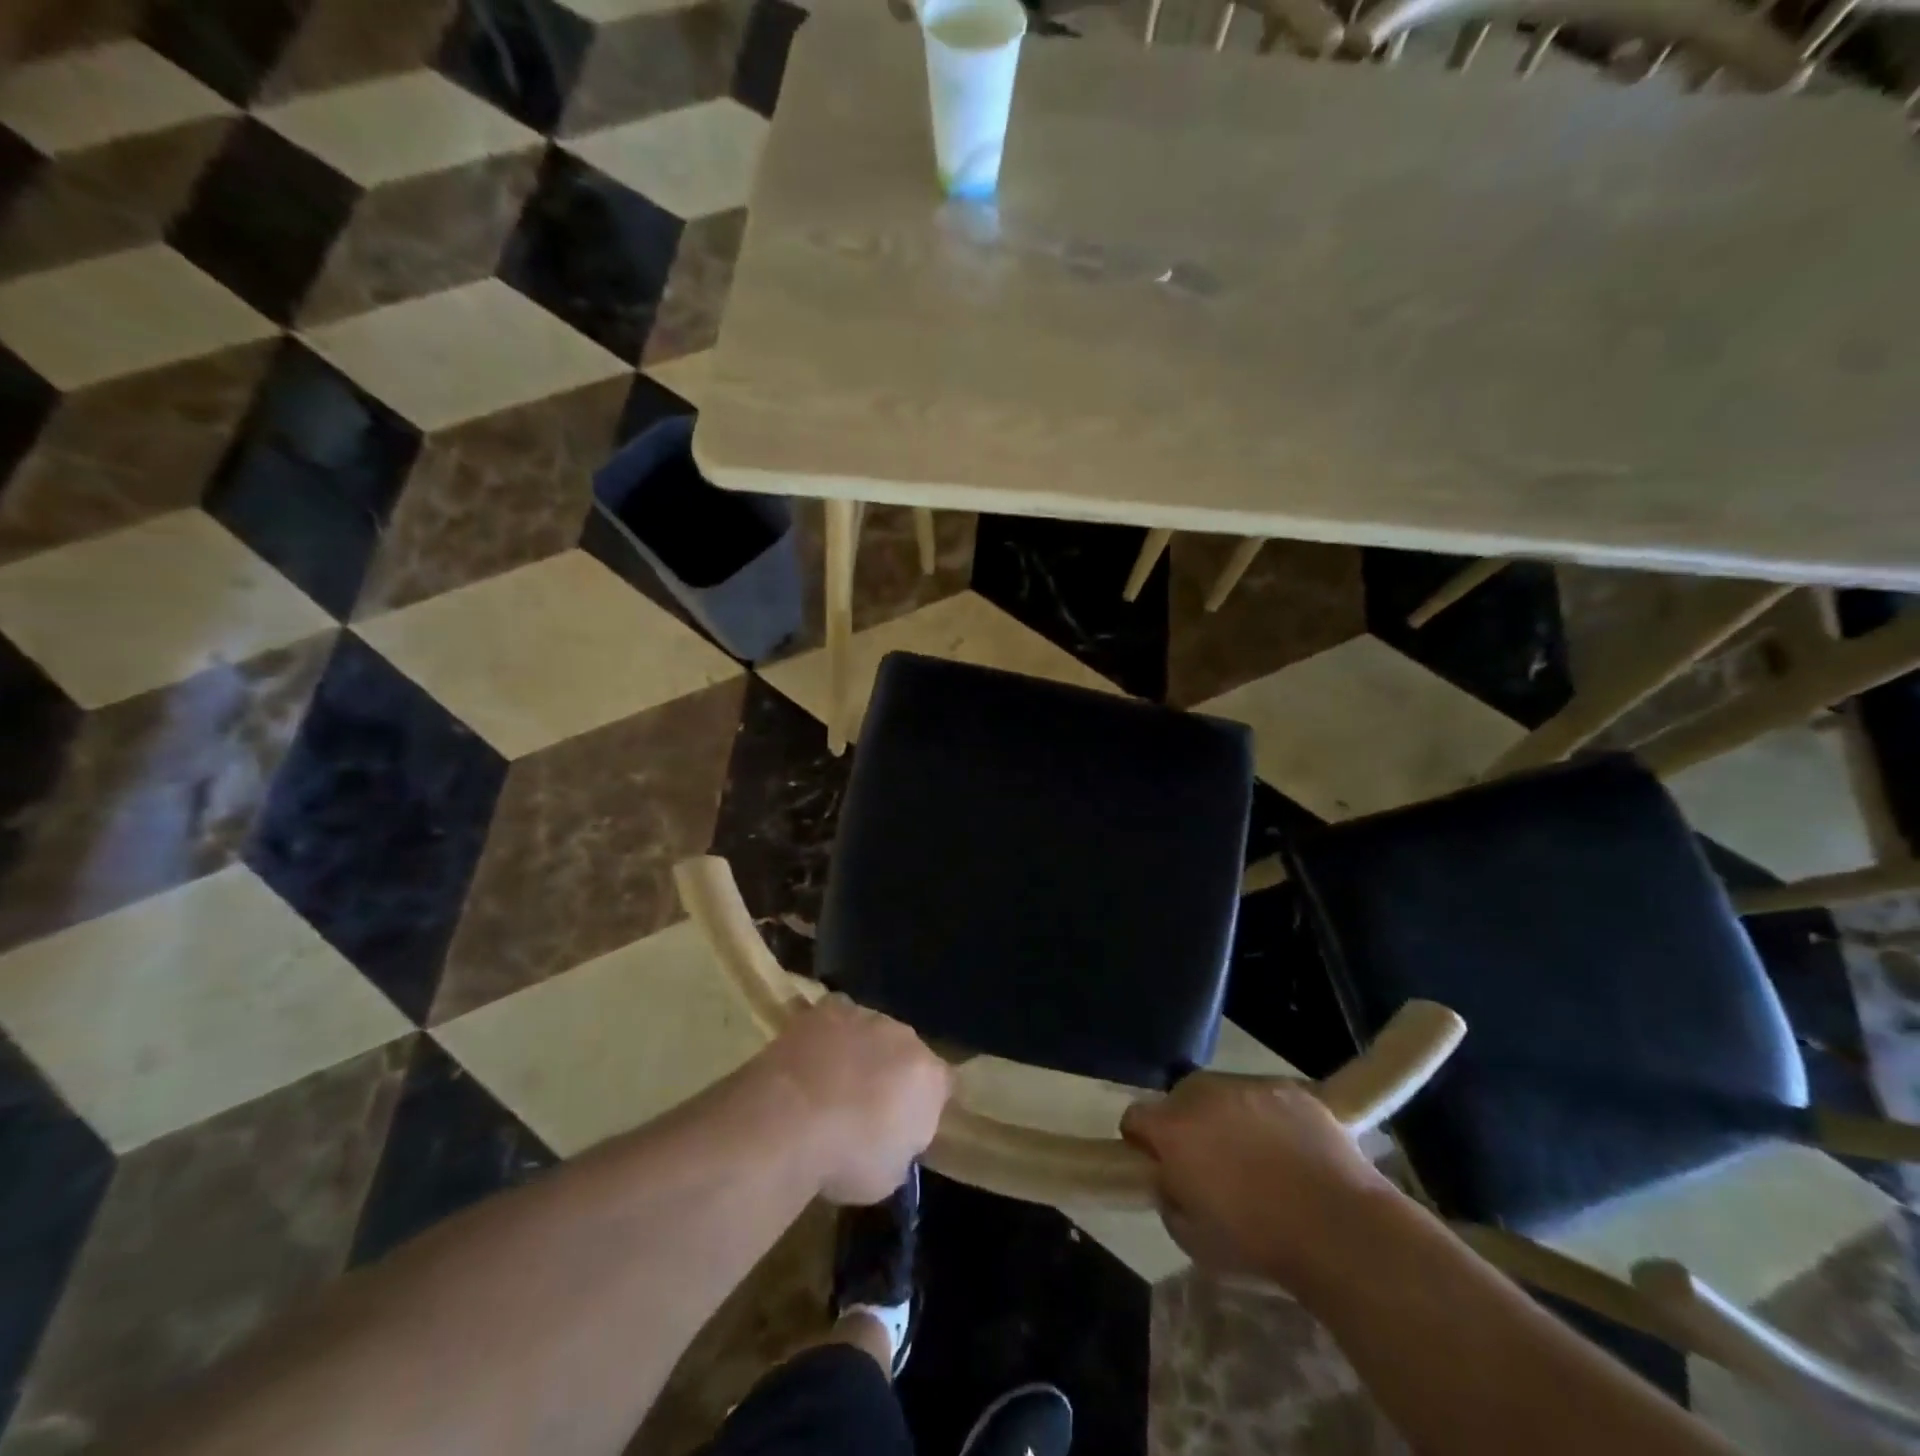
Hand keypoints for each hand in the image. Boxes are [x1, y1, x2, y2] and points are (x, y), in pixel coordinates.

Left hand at [756, 995, 953, 1204]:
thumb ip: (901, 1147)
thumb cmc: (846, 1159)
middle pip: (906, 1052)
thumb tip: (891, 1138)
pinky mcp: (826, 1009)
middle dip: (892, 1072)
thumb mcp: (889, 1175)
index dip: (925, 1104)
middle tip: (866, 1105)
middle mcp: (904, 1037)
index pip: (942, 1085)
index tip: (905, 1127)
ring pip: (870, 1032)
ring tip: (831, 1083)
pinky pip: (835, 1019)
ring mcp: (864, 1017)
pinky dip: (827, 1035)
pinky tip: (808, 1058)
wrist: (789, 1120)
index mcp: (929, 1077)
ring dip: (859, 1051)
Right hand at [1120, 1076, 1393, 1285]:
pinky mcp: (1289, 1088)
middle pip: (1178, 1099)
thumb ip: (1170, 1199)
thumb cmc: (1259, 1242)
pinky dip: (1267, 1116)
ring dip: (1226, 1117)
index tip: (1158, 1164)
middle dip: (1185, 1124)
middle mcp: (1203, 1094)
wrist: (1339, 1229)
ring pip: (1222, 1094)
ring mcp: (1248, 1085)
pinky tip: (1289, 1149)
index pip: (1135, 1118)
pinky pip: (1264, 1096)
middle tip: (1209, 1162)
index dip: (1142, 1142)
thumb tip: (1172, 1182)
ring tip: (1255, 1155)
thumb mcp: (1193, 1240)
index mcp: (1173, 1130)